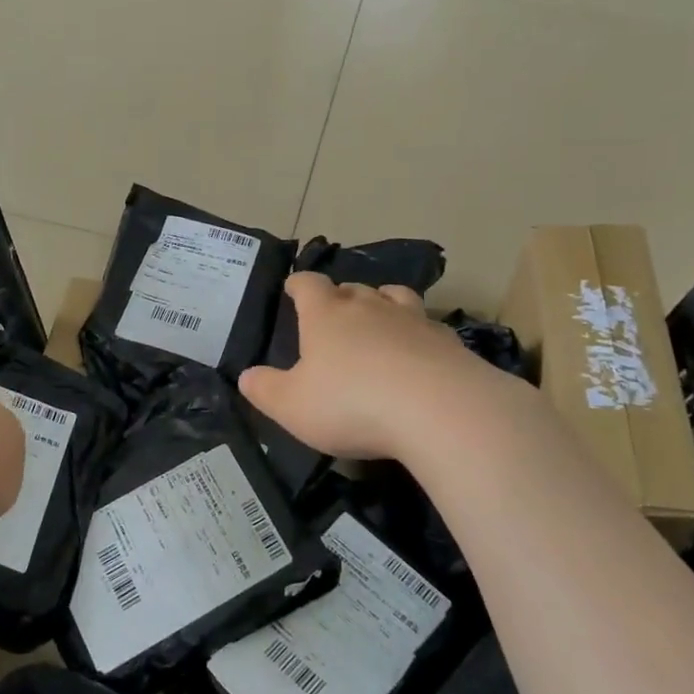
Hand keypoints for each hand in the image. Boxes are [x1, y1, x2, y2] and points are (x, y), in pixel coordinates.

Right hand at [238, 273, 508, 461]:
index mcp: (326, 315)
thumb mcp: (292, 406)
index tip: (293, 288)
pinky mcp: (446, 340)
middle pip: (351, 288)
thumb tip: (246, 376)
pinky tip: (417, 352)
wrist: (438, 410)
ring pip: (393, 296)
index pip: (308, 284)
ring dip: (382, 302)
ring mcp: (412, 319)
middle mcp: (369, 306)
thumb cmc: (351, 403)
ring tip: (378, 317)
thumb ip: (265, 390)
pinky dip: (416, 333)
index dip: (298, 284)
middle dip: (339, 297)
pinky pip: (426, 325)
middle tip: (333, 314)